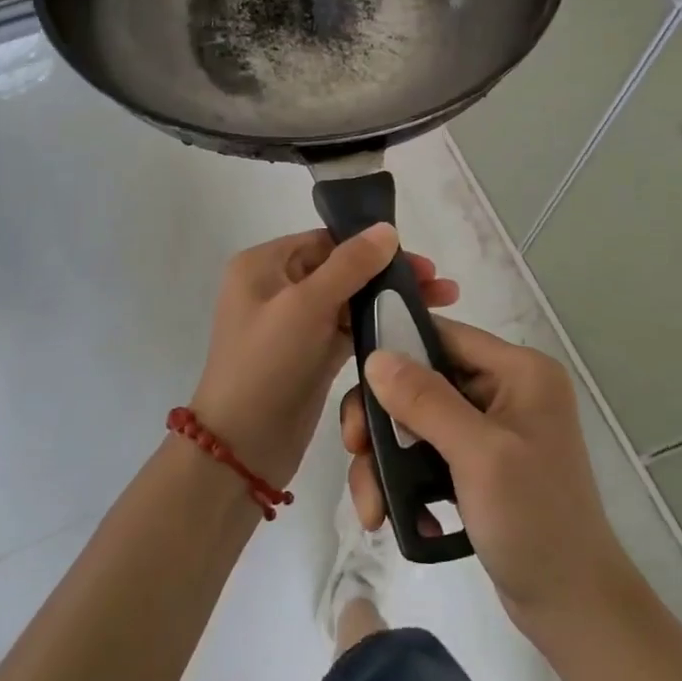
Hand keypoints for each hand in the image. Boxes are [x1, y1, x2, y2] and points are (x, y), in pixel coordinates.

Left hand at [191, 226, 457, 489]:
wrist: (240, 451)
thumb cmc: (266, 365)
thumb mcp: (306, 306)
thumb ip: (350, 265)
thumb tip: (387, 229)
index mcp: (264, 265)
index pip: (326, 241)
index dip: (374, 247)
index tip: (422, 263)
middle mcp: (276, 287)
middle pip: (342, 269)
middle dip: (388, 275)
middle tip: (441, 287)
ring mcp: (293, 324)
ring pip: (349, 301)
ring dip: (388, 301)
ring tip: (440, 306)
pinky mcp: (310, 356)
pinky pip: (348, 330)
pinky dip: (376, 328)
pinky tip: (411, 329)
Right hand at [340, 318, 632, 629]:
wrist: (574, 609)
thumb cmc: (535, 521)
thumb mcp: (479, 455)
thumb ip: (426, 400)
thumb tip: (376, 357)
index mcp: (519, 371)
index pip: (444, 336)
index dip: (397, 351)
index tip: (359, 388)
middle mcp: (506, 390)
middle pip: (423, 381)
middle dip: (383, 422)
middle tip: (356, 453)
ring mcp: (492, 430)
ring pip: (418, 422)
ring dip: (387, 462)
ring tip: (372, 509)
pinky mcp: (479, 466)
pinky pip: (428, 455)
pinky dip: (407, 483)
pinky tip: (401, 519)